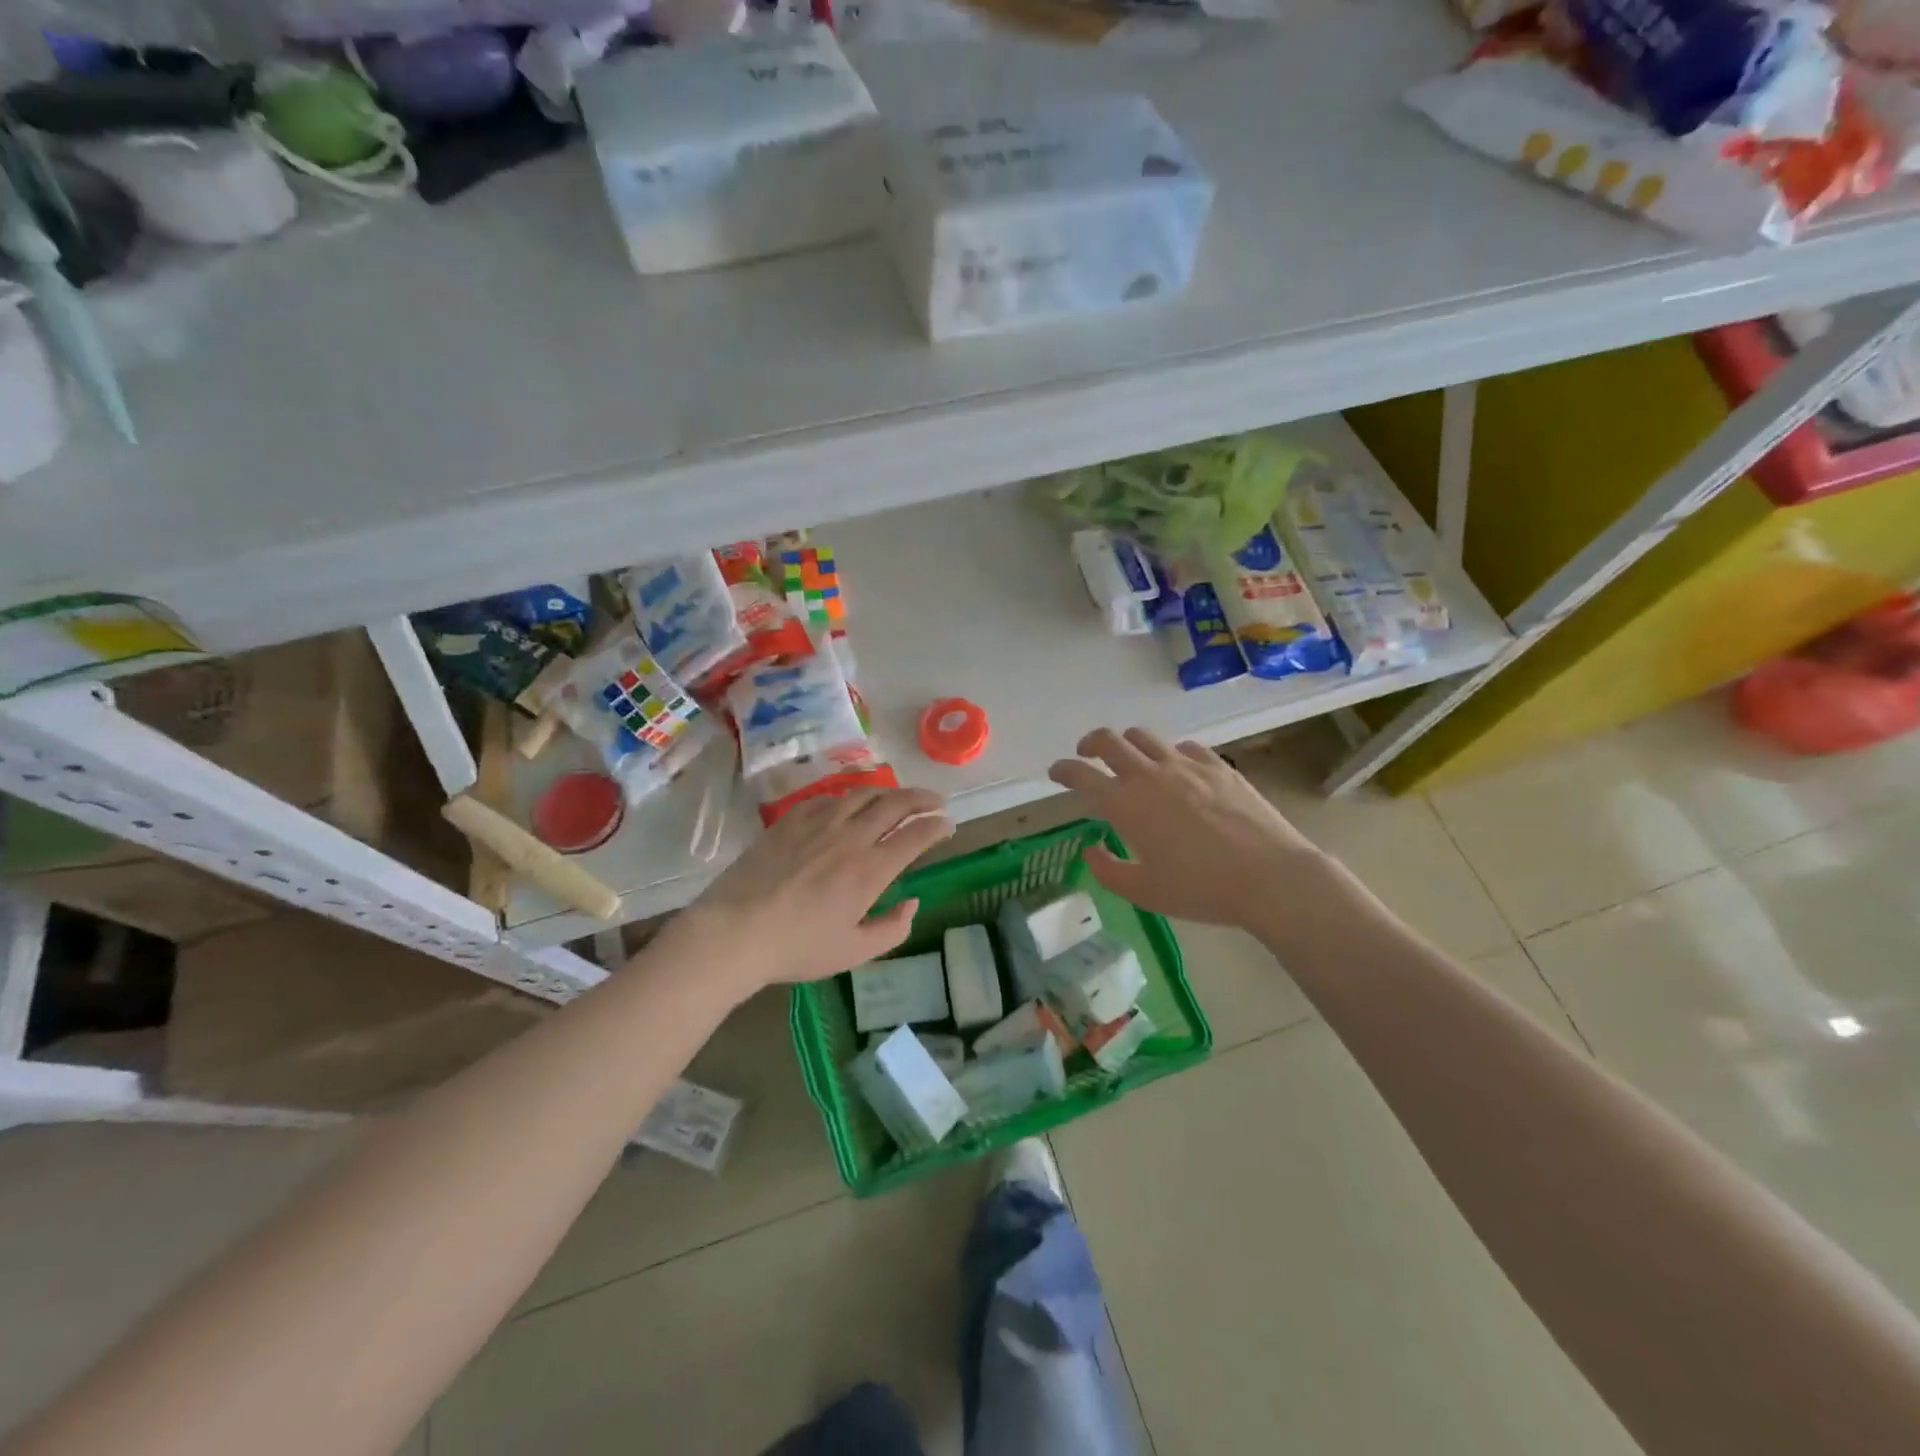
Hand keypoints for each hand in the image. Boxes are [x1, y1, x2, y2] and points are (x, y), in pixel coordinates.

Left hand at [676, 787, 954, 990]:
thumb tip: (912, 903)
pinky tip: (851, 805)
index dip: (937, 826)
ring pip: (864, 794)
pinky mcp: (791, 820)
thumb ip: (892, 929)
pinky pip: (829, 798)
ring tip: (900, 797)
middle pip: (895, 804)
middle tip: (936, 801)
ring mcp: (819, 823)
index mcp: (871, 870)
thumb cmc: (797, 947)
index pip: (916, 835)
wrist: (735, 931)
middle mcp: (850, 837)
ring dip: (889, 792)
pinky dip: (851, 797)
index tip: (948, 825)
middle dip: (922, 799)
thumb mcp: (854, 952)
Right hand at [1048, 728, 1332, 929]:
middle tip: (1086, 755)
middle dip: (1090, 744)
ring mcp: (1186, 766)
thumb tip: (1092, 849)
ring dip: (1127, 743)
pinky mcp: (1217, 766)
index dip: (1062, 770)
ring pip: (1144, 737)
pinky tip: (1176, 769)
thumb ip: (1108, 870)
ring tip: (1129, 758)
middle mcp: (1150, 775)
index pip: (1081, 775)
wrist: (1270, 877)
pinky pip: (1184, 747)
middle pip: (1109, 741)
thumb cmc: (1201, 890)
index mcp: (1125, 805)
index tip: (1055, 772)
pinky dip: (1169, 754)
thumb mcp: (1144, 892)